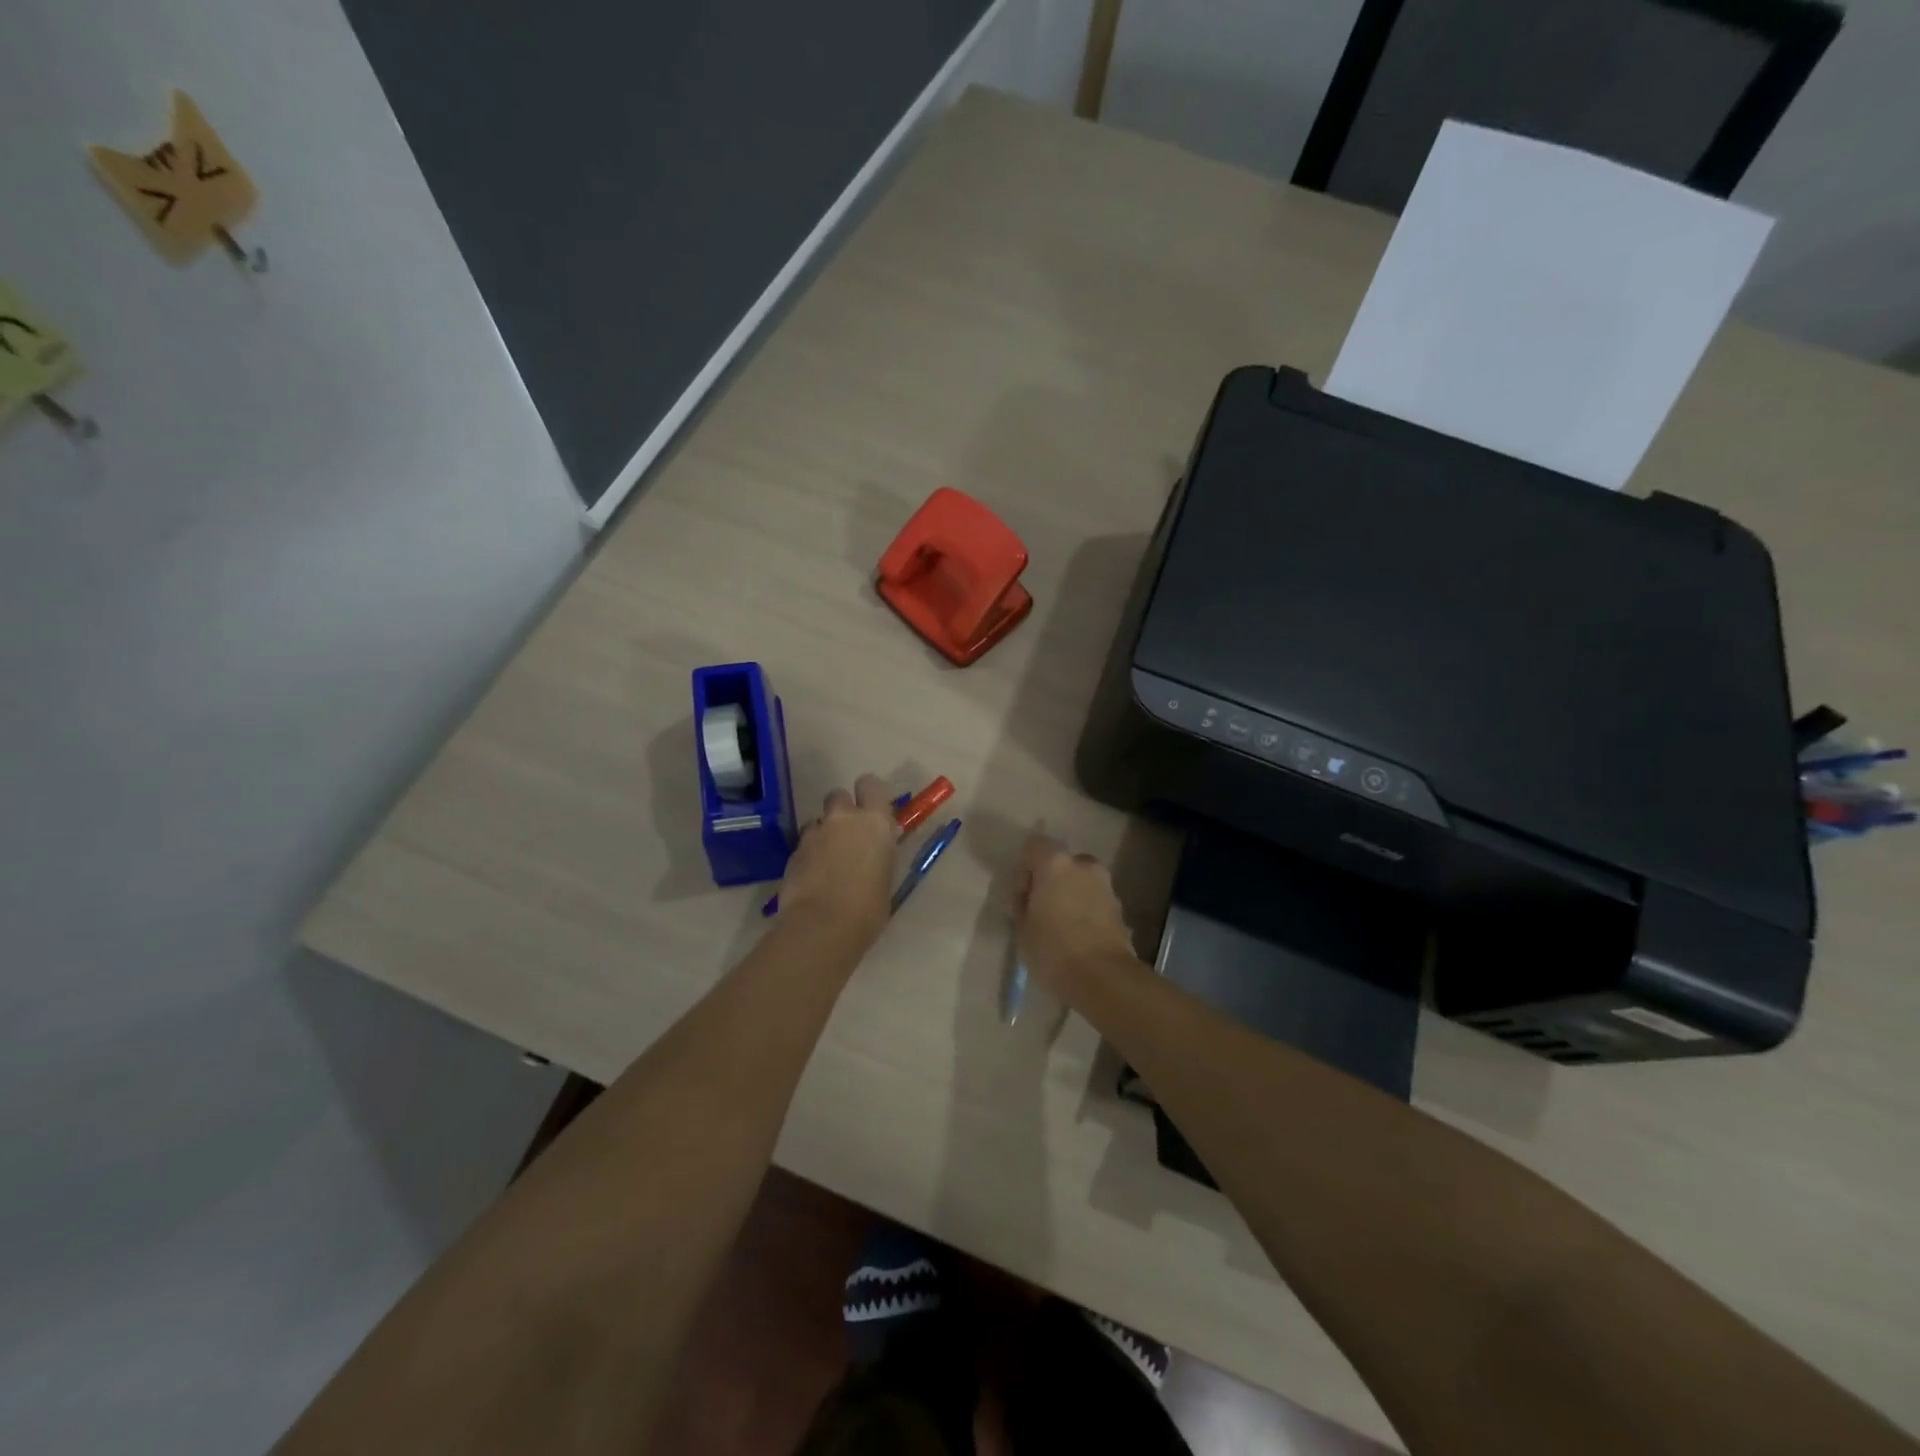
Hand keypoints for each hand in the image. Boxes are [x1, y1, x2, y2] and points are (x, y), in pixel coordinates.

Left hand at [777, 775, 897, 946]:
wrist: (823, 927)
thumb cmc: (869, 908)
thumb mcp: (885, 877)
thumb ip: (878, 854)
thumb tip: (874, 852)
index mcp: (875, 822)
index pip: (871, 784)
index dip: (868, 794)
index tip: (871, 810)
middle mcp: (843, 819)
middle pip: (838, 795)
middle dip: (841, 811)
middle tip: (847, 835)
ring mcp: (814, 833)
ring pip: (817, 821)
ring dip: (822, 833)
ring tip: (826, 860)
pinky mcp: (793, 851)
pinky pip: (803, 844)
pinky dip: (808, 855)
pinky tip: (812, 877)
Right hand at [1011, 833, 1135, 999]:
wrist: (1103, 977)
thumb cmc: (1054, 950)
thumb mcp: (1022, 928)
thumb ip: (1023, 903)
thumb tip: (1029, 895)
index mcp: (1055, 863)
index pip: (1034, 845)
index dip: (1025, 867)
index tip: (1023, 895)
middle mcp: (1083, 865)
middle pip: (1061, 861)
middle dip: (1050, 879)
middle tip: (1041, 908)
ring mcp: (1105, 884)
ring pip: (1080, 879)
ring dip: (1070, 893)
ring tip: (1061, 925)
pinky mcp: (1119, 906)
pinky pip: (1094, 898)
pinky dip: (1086, 908)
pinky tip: (1078, 935)